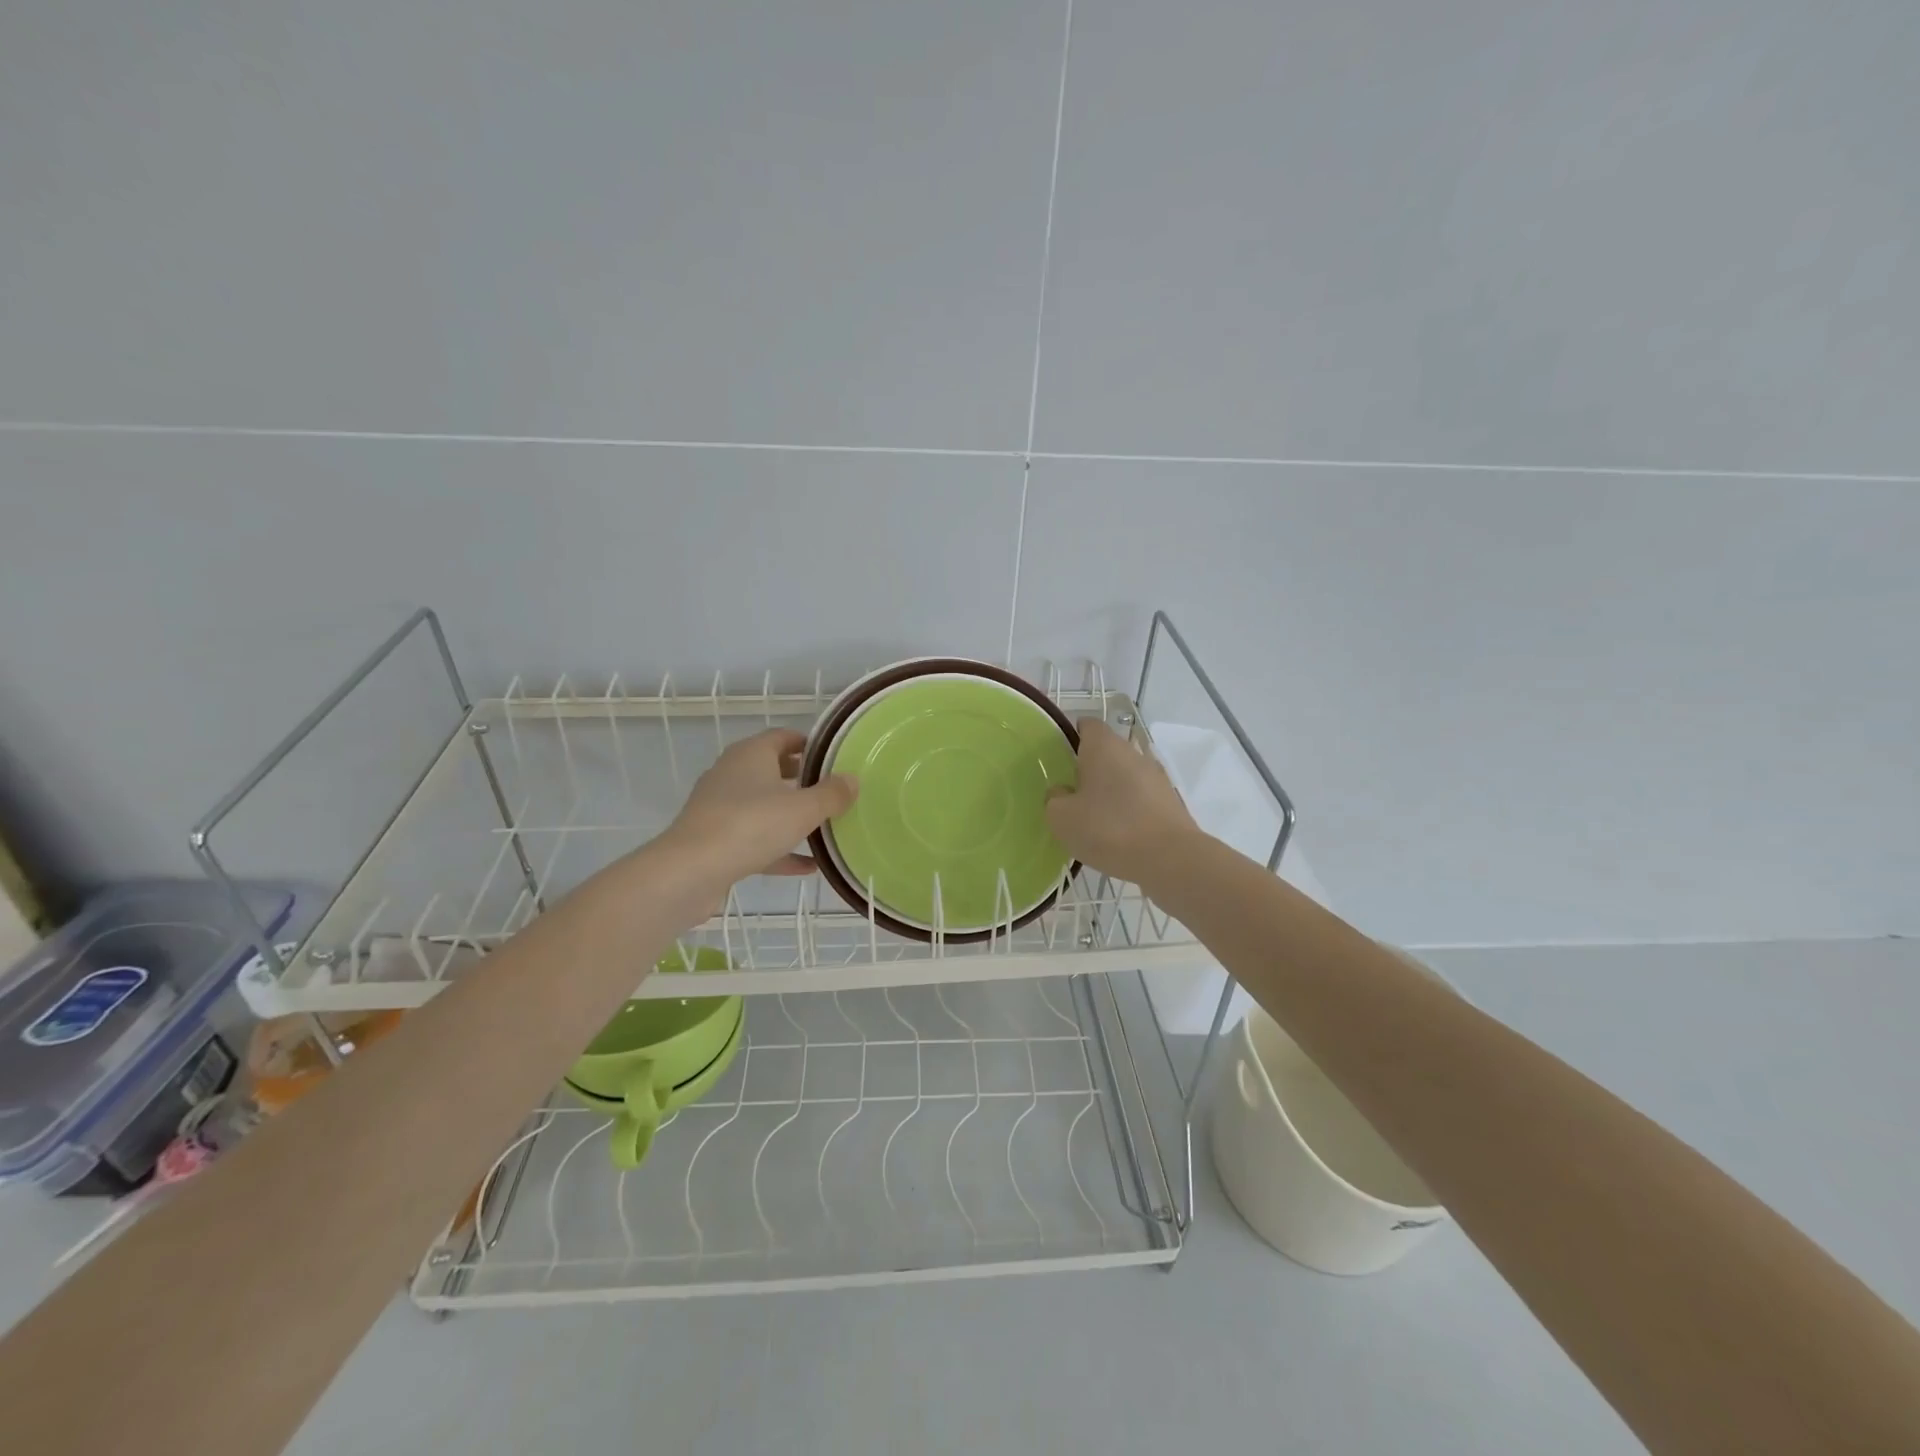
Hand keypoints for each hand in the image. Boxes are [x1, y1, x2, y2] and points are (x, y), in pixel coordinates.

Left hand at [660, 728, 857, 898]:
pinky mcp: (716, 840)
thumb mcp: (802, 809)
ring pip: (764, 806)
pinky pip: (755, 839)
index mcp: (751, 755)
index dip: (808, 744)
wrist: (690, 872)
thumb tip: (852, 779)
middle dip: (802, 780)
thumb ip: (831, 794)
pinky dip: (780, 848)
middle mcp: (732, 774)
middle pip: (772, 770)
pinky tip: (808, 866)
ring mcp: (720, 808)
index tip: (833, 757)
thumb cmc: (750, 825)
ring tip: (824, 827)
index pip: (782, 737)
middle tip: (833, 791)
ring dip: (791, 816)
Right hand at [1045, 718, 1200, 886]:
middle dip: (1089, 768)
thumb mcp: (1062, 818)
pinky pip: (1141, 799)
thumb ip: (1054, 799)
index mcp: (1104, 746)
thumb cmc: (1108, 829)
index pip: (1086, 725)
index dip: (1071, 737)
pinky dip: (1129, 810)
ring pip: (1125, 776)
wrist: (1170, 860)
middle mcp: (1132, 753)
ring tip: (1094, 820)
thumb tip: (1062, 792)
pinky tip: (1119, 836)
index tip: (1059, 759)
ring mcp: (1156, 777)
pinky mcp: (1170, 802)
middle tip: (1071, 794)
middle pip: (1107, 751)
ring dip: (1111, 791)